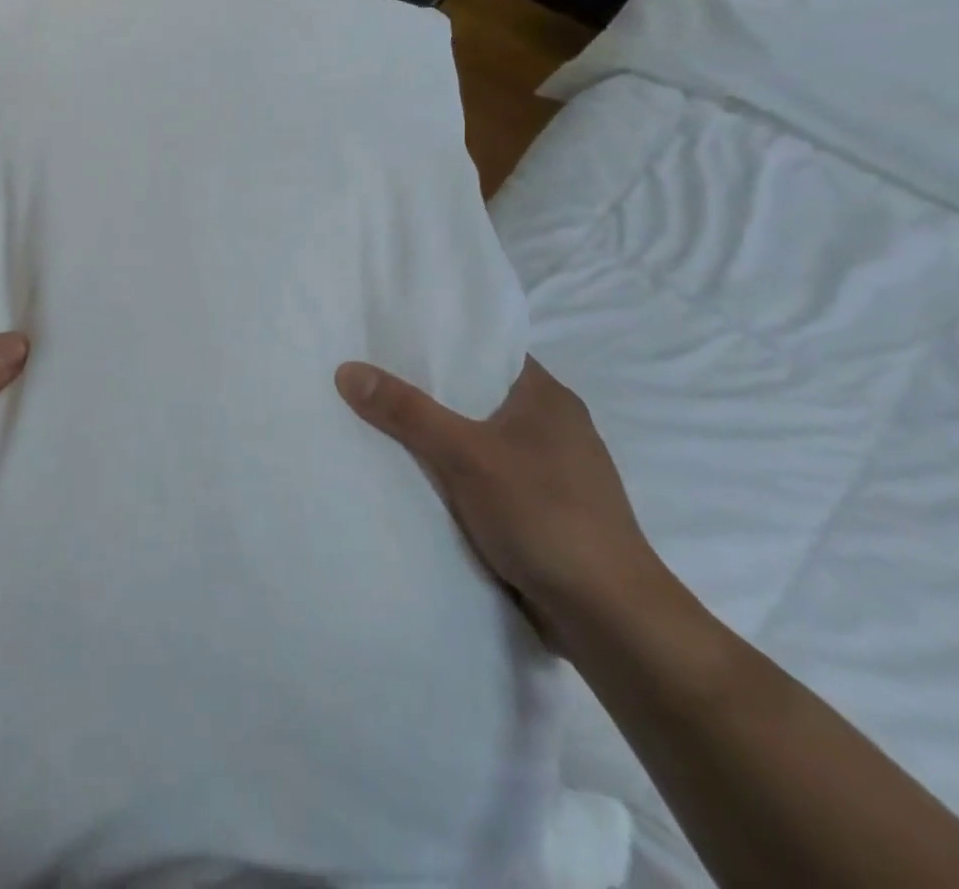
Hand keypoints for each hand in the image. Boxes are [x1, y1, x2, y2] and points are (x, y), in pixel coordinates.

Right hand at [335, 356, 664, 649]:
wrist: (612, 619)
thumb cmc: (544, 516)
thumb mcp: (464, 455)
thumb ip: (406, 411)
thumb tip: (347, 369)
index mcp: (547, 397)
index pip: (486, 350)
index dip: (440, 342)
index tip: (389, 339)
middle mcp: (554, 425)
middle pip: (477, 393)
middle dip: (429, 391)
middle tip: (372, 378)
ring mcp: (552, 471)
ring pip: (480, 437)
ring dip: (441, 436)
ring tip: (382, 423)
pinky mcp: (545, 509)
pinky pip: (487, 474)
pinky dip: (456, 472)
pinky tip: (419, 477)